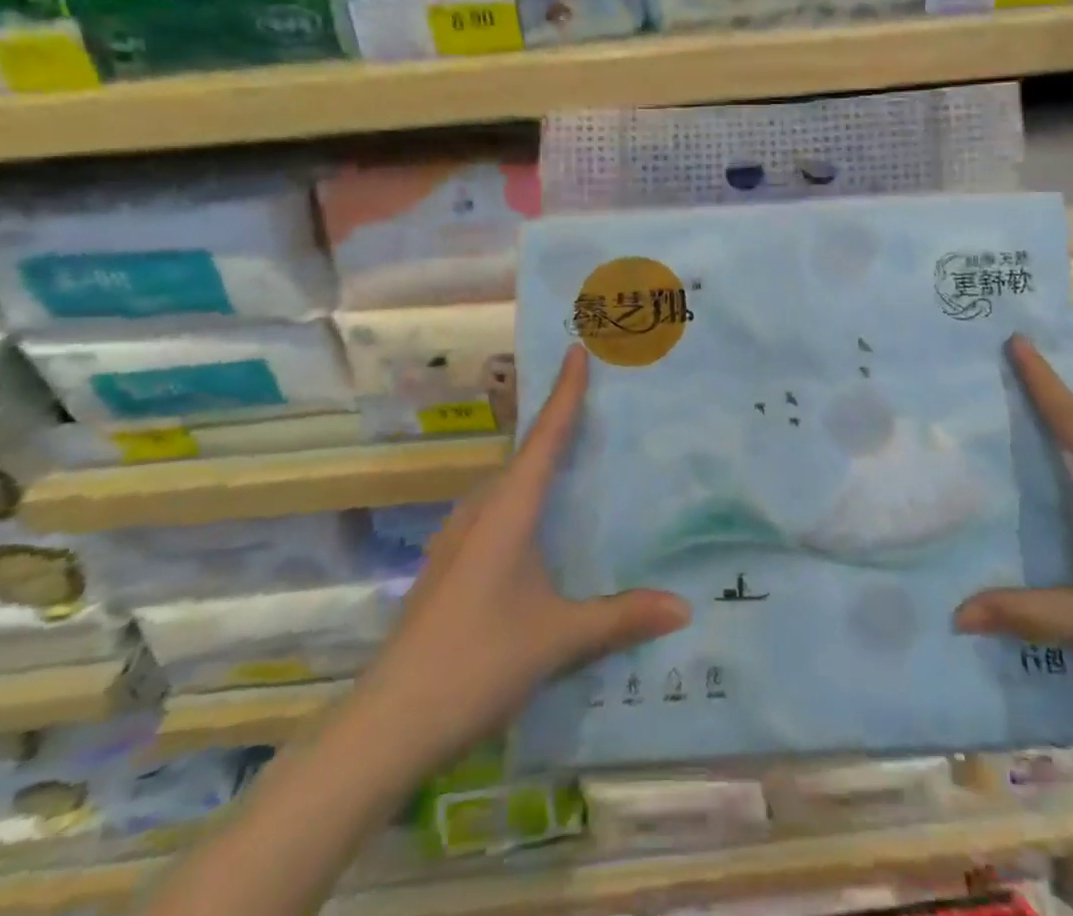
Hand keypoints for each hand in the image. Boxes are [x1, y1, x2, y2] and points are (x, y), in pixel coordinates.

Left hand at [368, 345, 689, 755]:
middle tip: (596, 411)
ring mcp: (456, 540)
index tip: (575, 349)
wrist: (389, 723)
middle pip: (524, 456)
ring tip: (574, 469)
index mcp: (508, 509)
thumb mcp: (559, 638)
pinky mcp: (446, 568)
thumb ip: (622, 617)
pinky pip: (492, 516)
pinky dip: (521, 506)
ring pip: (505, 488)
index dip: (564, 392)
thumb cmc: (479, 661)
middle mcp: (480, 511)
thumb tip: (684, 606)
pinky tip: (537, 536)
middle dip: (556, 429)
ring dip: (536, 471)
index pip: (545, 436)